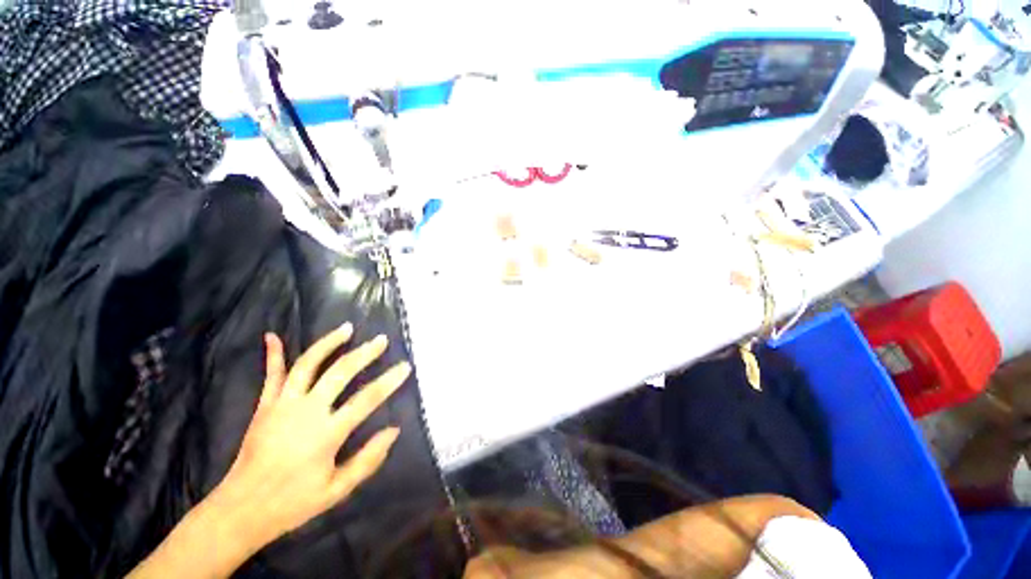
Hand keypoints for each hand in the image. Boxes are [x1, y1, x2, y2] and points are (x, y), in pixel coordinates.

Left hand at [128, 324, 410, 578]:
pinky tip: (273, 336)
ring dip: (328, 343)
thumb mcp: (337, 490)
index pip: (367, 398)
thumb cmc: (293, 503)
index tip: (406, 366)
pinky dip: (273, 355)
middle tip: (381, 340)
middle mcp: (306, 411)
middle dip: (364, 353)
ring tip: (346, 329)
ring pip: (307, 364)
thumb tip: (394, 430)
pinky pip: (271, 375)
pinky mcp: (264, 406)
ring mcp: (282, 405)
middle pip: (340, 372)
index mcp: (326, 433)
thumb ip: (368, 459)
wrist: (240, 510)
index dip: (390, 380)